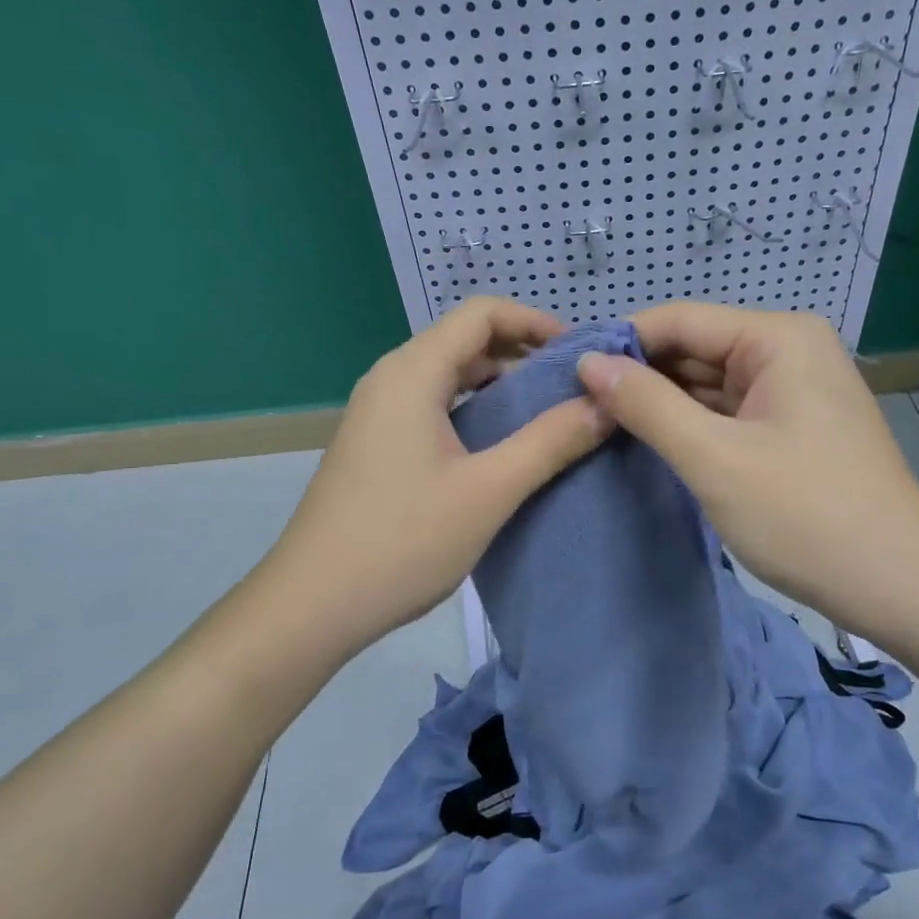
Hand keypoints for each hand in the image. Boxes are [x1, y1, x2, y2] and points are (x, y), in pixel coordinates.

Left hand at [264, 297, 610, 654]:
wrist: (312, 605)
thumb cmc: (402, 541)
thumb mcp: (489, 490)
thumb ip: (550, 442)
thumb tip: (606, 405)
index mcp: (412, 373)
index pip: (481, 313)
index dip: (536, 322)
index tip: (581, 354)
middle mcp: (390, 379)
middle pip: (465, 340)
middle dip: (523, 353)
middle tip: (574, 387)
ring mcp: (378, 413)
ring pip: (449, 375)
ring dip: (499, 384)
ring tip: (548, 414)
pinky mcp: (376, 444)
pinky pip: (433, 406)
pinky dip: (474, 410)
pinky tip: (501, 446)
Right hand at [577, 303, 918, 640]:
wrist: (899, 586)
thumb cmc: (806, 516)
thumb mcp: (714, 458)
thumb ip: (647, 405)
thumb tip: (588, 362)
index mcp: (777, 338)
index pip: (679, 321)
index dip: (619, 343)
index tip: (564, 373)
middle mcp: (787, 350)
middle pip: (693, 350)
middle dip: (638, 376)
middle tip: (574, 406)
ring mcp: (792, 390)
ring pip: (707, 385)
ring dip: (660, 404)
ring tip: (596, 424)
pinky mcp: (791, 427)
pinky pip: (727, 413)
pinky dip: (690, 427)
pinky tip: (647, 443)